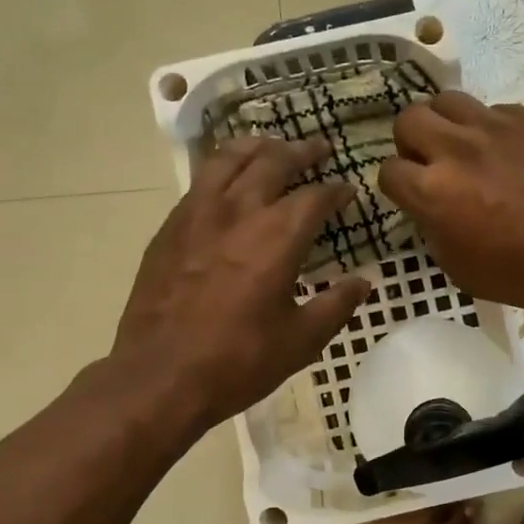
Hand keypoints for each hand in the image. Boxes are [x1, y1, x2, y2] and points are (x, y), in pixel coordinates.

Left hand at [107, 136, 368, 438]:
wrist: (160, 376)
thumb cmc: (239, 361)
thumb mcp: (302, 340)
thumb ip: (337, 305)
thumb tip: (363, 282)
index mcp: (278, 236)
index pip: (316, 196)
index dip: (337, 190)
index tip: (349, 190)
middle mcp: (239, 211)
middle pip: (273, 161)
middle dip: (301, 151)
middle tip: (319, 148)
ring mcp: (197, 214)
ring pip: (229, 159)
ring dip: (257, 147)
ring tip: (271, 146)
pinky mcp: (169, 228)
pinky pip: (200, 182)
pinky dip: (222, 169)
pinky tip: (227, 181)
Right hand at [379, 93, 523, 315]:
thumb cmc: (523, 274)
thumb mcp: (459, 267)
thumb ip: (432, 228)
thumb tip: (429, 205)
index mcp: (434, 192)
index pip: (388, 170)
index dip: (398, 185)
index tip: (413, 194)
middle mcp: (457, 150)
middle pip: (408, 119)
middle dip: (412, 143)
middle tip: (432, 163)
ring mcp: (495, 126)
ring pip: (447, 100)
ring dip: (446, 124)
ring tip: (464, 147)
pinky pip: (494, 109)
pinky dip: (490, 128)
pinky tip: (508, 153)